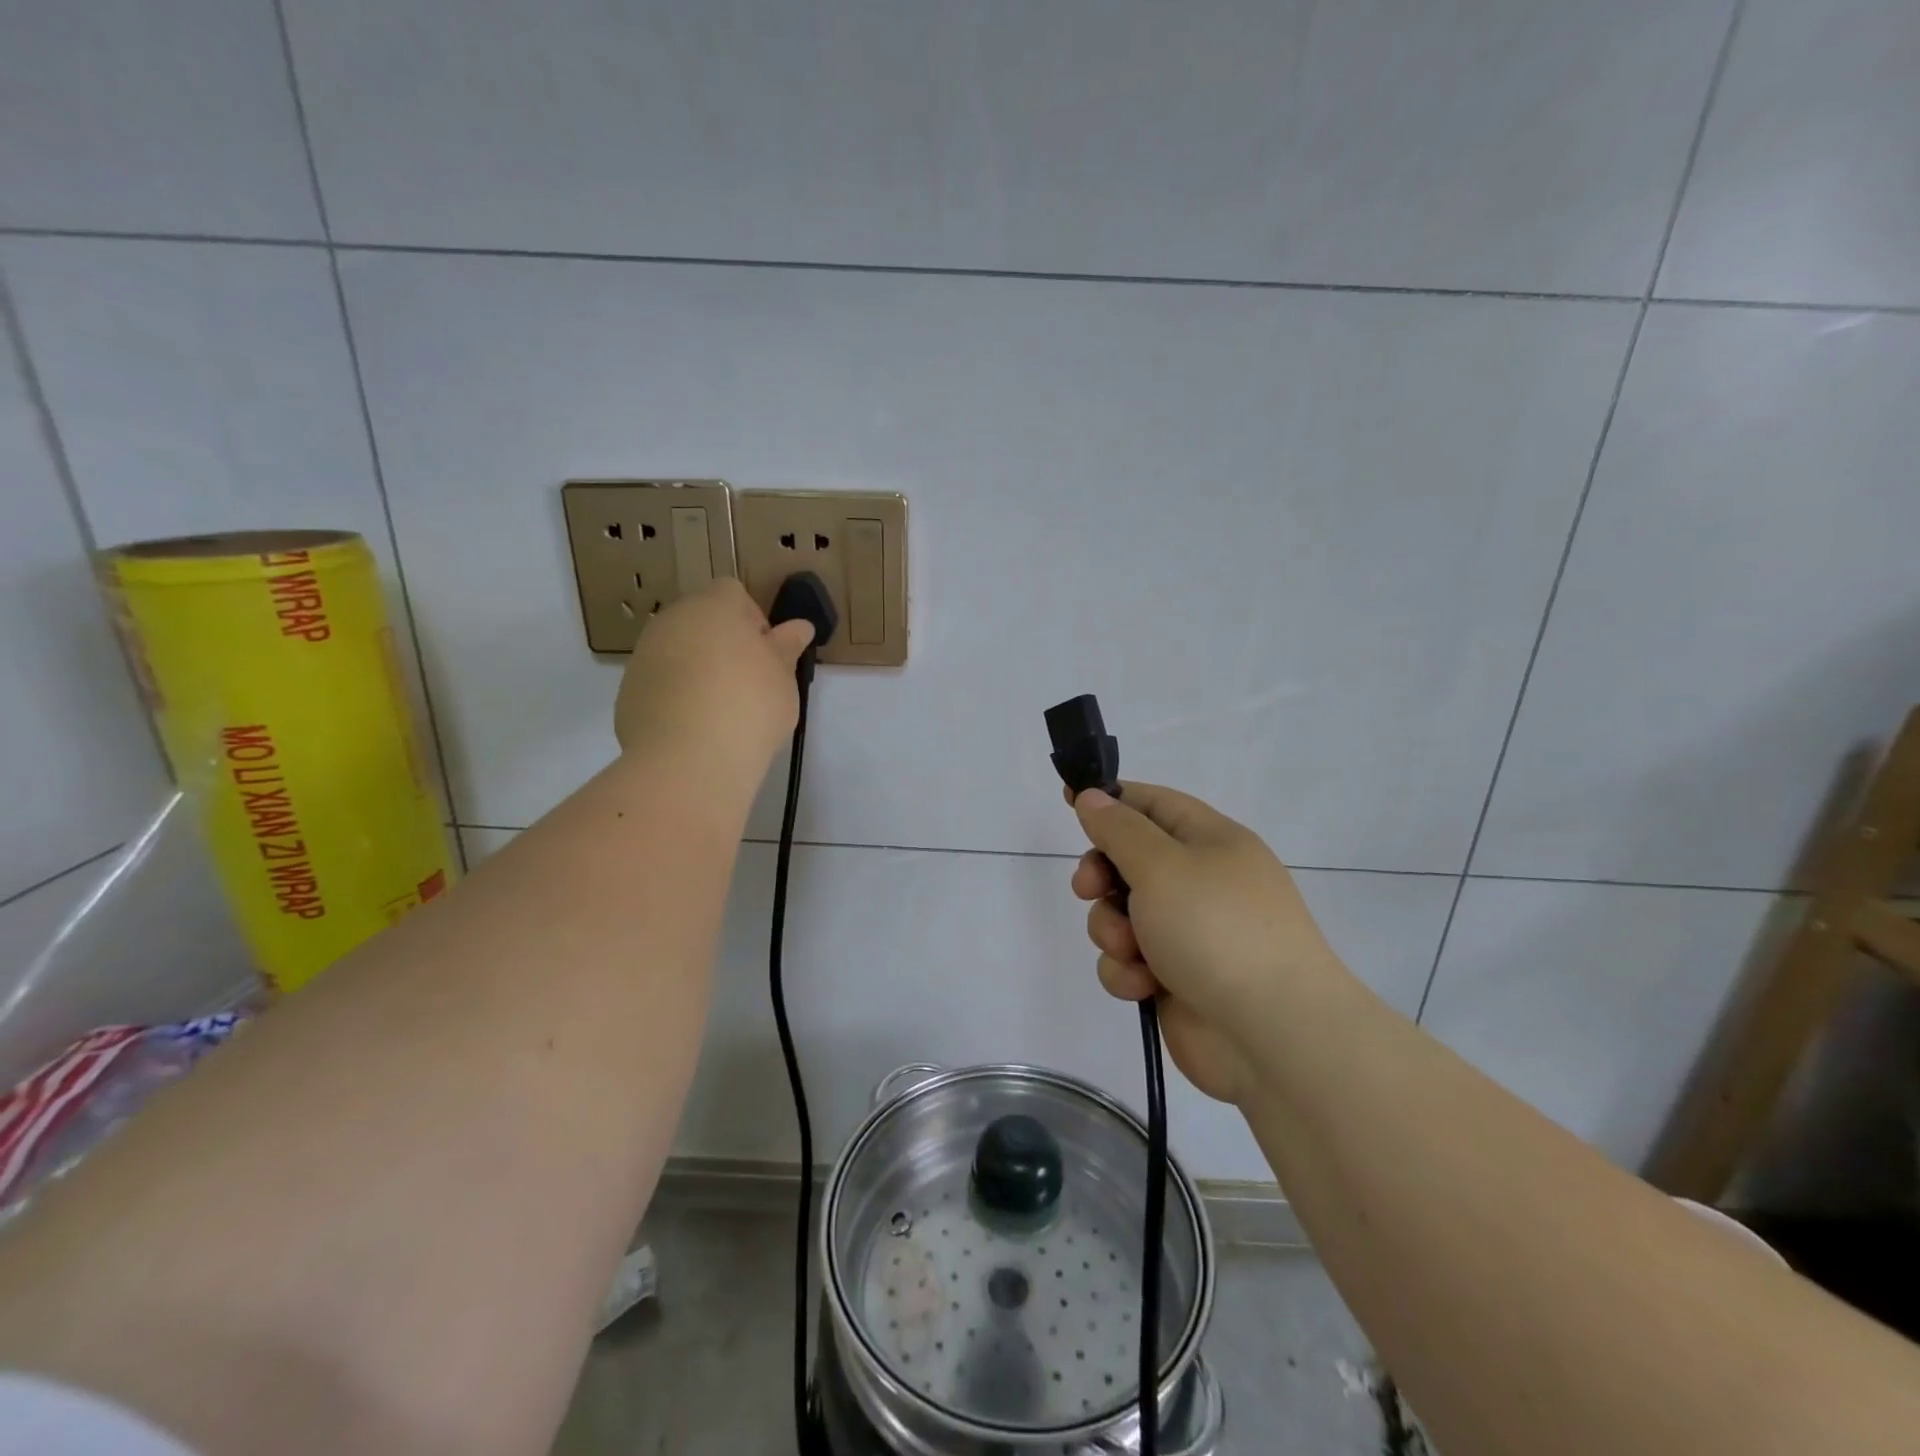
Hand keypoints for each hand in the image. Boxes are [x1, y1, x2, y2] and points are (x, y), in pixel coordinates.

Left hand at [614, 579, 813, 781]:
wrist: (690, 759)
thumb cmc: (750, 705)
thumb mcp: (783, 676)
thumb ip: (787, 646)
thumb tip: (799, 627)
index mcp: (714, 606)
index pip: (733, 593)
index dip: (752, 619)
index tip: (766, 655)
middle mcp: (672, 620)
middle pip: (700, 620)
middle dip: (722, 643)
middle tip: (747, 682)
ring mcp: (643, 655)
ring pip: (676, 651)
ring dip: (697, 669)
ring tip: (720, 709)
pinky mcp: (628, 691)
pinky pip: (659, 684)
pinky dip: (674, 697)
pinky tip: (694, 727)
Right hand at [1067, 782, 1340, 1105]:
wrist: (1271, 1035)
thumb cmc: (1216, 929)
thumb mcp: (1161, 865)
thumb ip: (1119, 829)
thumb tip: (1094, 796)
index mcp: (1212, 842)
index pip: (1154, 804)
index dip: (1112, 799)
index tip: (1070, 800)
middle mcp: (1201, 882)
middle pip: (1130, 860)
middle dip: (1102, 875)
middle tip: (1088, 889)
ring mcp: (1189, 933)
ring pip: (1122, 914)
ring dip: (1111, 929)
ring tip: (1130, 949)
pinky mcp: (1175, 978)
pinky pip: (1130, 961)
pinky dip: (1128, 970)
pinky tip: (1144, 985)